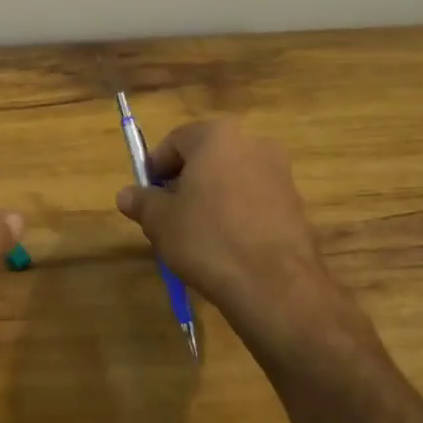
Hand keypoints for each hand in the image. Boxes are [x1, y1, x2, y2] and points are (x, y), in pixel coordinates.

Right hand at [115, 120, 362, 354]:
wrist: (275, 286)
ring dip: (211, 198)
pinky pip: (254, 201)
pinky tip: (226, 246)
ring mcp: (280, 174)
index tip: (146, 195)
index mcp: (218, 136)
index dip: (155, 167)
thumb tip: (126, 194)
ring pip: (231, 179)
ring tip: (195, 234)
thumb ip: (142, 201)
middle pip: (207, 158)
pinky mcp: (296, 204)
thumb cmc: (208, 239)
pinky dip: (237, 214)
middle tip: (167, 214)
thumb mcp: (160, 221)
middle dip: (185, 182)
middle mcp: (253, 144)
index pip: (176, 141)